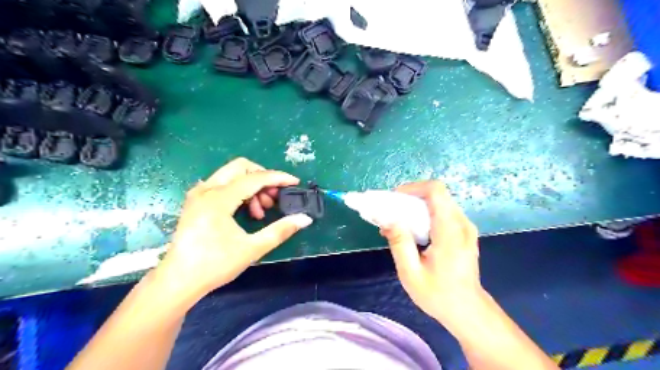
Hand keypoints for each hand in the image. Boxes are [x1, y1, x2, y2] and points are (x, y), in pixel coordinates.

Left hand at [159, 158, 313, 298]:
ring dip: (252, 186)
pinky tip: (247, 211)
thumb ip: (280, 230)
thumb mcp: (252, 248)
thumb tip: (304, 219)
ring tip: (262, 210)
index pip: (255, 178)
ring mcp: (199, 194)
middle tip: (274, 197)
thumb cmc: (214, 265)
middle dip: (263, 178)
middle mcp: (207, 189)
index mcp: (219, 198)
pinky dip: (240, 191)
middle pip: (241, 167)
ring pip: (232, 175)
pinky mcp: (196, 201)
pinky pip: (223, 184)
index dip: (278, 178)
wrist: (178, 281)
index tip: (295, 183)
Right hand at [383, 181, 482, 330]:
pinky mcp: (464, 231)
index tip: (394, 199)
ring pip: (439, 202)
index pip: (436, 191)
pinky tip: (413, 231)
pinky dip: (425, 214)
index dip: (413, 188)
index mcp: (449, 231)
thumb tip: (387, 219)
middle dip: (410, 198)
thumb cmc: (439, 295)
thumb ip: (399, 243)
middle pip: (436, 194)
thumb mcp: (411, 273)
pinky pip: (443, 212)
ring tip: (399, 222)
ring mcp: (465, 226)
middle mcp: (461, 223)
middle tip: (391, 211)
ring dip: (416, 206)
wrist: (468, 311)